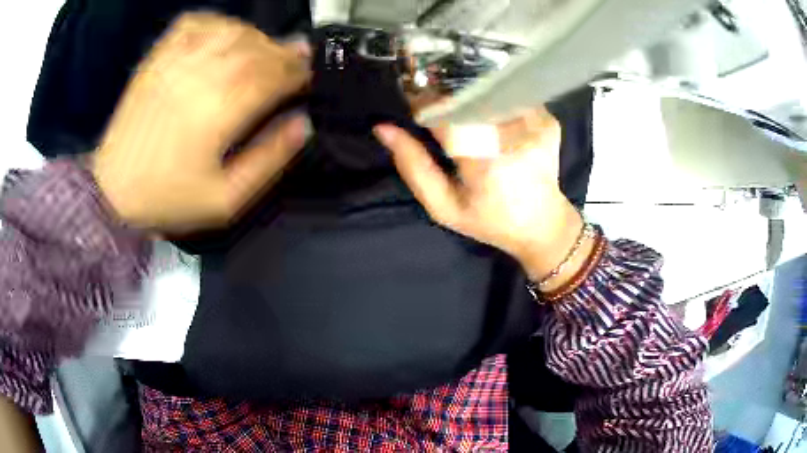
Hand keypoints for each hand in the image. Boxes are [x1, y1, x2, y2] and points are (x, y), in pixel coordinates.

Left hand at [93, 12, 311, 231]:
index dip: (298, 72)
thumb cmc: (168, 198)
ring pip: (231, 30)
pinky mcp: (158, 59)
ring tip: (263, 49)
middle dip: (284, 52)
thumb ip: (268, 161)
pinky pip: (194, 24)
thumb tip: (302, 124)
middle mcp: (201, 77)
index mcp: (220, 112)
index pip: (274, 75)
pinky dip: (217, 22)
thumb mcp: (225, 200)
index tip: (308, 75)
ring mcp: (176, 63)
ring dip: (256, 36)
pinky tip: (224, 35)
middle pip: (257, 48)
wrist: (111, 191)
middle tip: (295, 60)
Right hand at [374, 109, 585, 284]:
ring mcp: (535, 124)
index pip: (444, 114)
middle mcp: (513, 136)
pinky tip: (492, 118)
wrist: (543, 225)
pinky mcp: (547, 121)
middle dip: (447, 98)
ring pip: (489, 92)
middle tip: (439, 108)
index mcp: (484, 162)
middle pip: (468, 97)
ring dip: (471, 97)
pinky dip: (495, 101)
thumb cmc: (489, 221)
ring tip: (466, 114)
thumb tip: (384, 129)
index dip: (424, 105)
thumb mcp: (444, 207)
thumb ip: (413, 167)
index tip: (416, 107)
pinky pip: (511, 97)